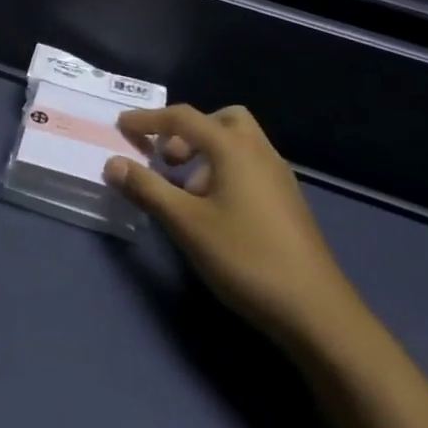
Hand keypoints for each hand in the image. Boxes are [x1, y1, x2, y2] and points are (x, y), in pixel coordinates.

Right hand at [105, 105, 359, 350]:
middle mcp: (259, 151)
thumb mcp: (187, 224)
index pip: (183, 118)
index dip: (149, 119)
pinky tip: (215, 210)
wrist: (315, 310)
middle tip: (167, 159)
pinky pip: (250, 165)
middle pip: (220, 119)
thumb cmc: (245, 258)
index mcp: (233, 147)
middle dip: (188, 131)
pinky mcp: (287, 200)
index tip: (122, 125)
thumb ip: (147, 189)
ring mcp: (278, 175)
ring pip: (238, 143)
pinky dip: (225, 170)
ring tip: (187, 192)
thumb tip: (112, 162)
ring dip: (207, 153)